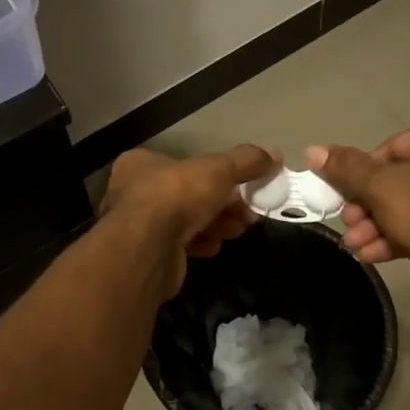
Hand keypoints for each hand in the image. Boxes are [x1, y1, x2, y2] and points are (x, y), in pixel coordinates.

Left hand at [100, 144, 277, 300]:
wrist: (147, 249)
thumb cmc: (176, 196)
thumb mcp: (218, 170)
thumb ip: (246, 161)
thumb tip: (275, 154)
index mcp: (140, 164)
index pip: (182, 164)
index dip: (216, 174)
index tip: (244, 185)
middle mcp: (134, 193)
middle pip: (188, 194)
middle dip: (223, 204)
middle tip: (249, 212)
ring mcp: (139, 226)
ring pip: (186, 221)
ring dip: (216, 224)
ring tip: (239, 228)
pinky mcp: (148, 254)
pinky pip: (180, 245)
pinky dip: (201, 243)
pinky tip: (215, 246)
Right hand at [308, 116, 409, 301]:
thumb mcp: (378, 187)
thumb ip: (345, 167)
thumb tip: (313, 150)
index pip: (395, 146)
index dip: (363, 174)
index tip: (346, 198)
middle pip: (404, 177)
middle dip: (370, 206)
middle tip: (349, 225)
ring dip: (380, 224)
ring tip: (356, 245)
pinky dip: (405, 234)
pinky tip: (374, 254)